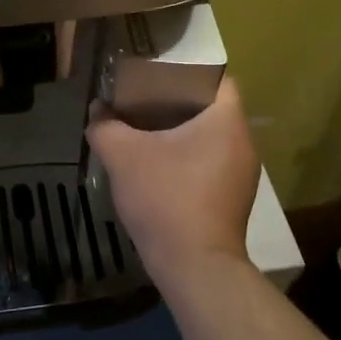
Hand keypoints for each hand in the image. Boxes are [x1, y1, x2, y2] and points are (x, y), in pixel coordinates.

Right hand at [86, 78, 259, 285]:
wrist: (195, 267)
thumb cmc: (166, 198)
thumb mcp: (122, 155)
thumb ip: (105, 126)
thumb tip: (97, 111)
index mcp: (227, 120)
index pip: (216, 78)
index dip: (186, 71)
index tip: (156, 76)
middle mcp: (243, 142)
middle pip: (211, 108)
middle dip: (177, 102)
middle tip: (143, 101)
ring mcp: (242, 175)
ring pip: (210, 138)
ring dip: (181, 133)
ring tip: (145, 132)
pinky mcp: (233, 200)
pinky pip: (210, 163)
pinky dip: (187, 158)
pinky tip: (159, 168)